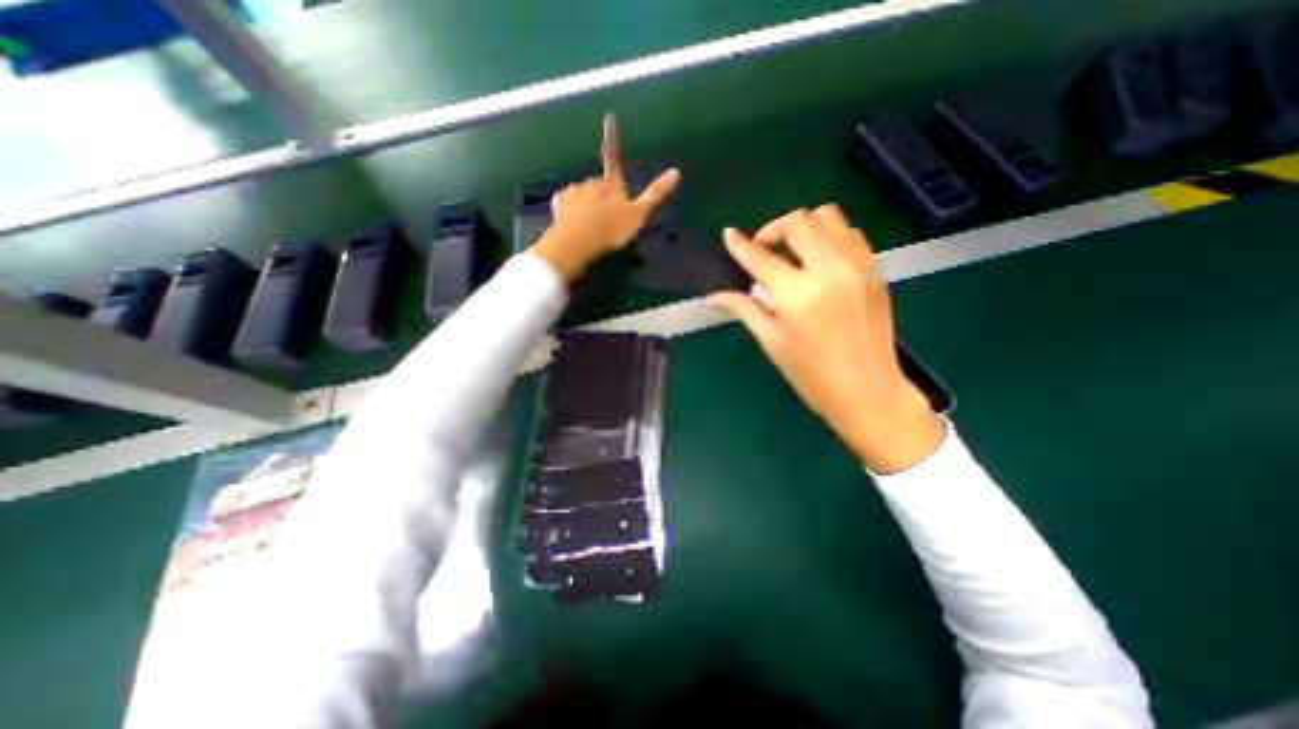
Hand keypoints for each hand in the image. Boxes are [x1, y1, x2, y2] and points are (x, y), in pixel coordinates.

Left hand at [534, 113, 681, 281]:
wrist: (578, 241)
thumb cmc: (610, 228)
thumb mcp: (638, 214)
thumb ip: (654, 194)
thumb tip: (676, 172)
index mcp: (610, 185)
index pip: (613, 159)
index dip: (612, 139)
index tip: (609, 117)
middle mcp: (590, 183)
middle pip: (597, 185)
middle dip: (601, 195)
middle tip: (606, 218)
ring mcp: (572, 193)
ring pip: (581, 194)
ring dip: (586, 204)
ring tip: (590, 225)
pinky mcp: (558, 205)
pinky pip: (565, 203)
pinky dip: (569, 209)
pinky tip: (571, 221)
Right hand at [709, 209, 944, 474]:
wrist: (868, 392)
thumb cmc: (811, 374)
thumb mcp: (772, 341)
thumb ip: (744, 309)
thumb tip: (712, 297)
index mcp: (798, 295)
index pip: (760, 258)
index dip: (739, 244)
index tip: (728, 235)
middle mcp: (830, 270)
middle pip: (798, 222)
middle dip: (773, 230)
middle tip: (764, 251)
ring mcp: (857, 266)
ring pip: (828, 216)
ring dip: (803, 227)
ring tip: (793, 253)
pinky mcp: (874, 270)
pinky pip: (850, 233)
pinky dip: (829, 236)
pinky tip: (819, 261)